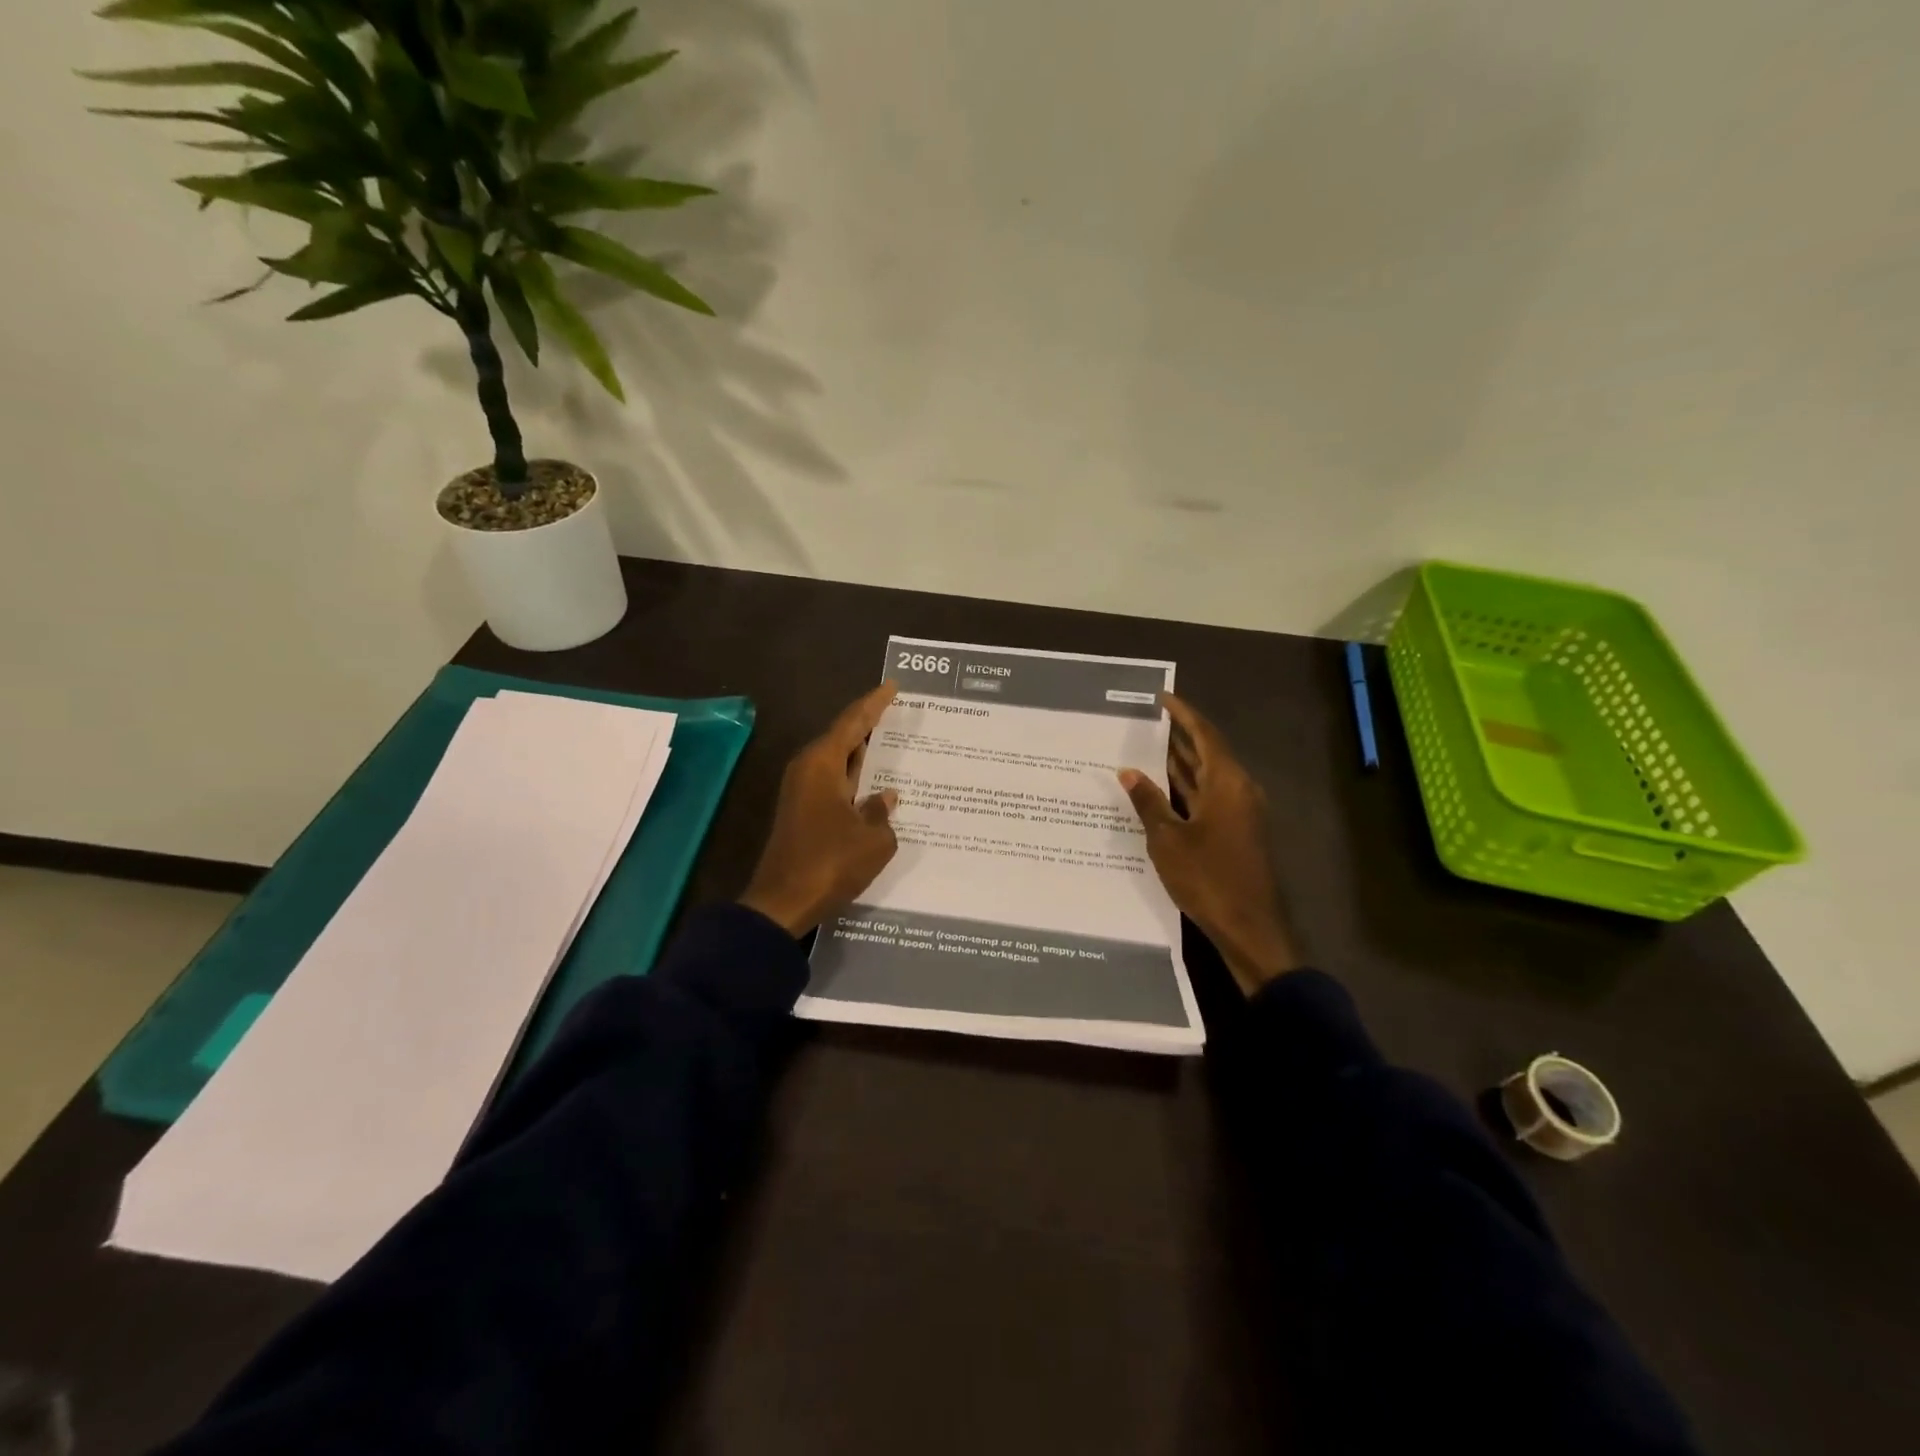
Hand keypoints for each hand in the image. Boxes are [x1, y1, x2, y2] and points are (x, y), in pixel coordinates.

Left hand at [740, 683, 900, 935]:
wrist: (783, 902)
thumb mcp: (873, 839)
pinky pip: (835, 784)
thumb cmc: (830, 863)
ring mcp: (802, 793)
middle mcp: (808, 770)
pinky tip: (877, 787)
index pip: (853, 722)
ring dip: (864, 756)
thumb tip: (884, 798)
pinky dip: (856, 780)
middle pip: (843, 738)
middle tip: (900, 714)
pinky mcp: (803, 814)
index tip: (893, 687)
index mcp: (821, 763)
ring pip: (839, 763)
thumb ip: (882, 813)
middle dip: (871, 726)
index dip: (874, 703)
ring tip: (896, 745)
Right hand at [1119, 692, 1304, 996]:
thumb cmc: (1207, 877)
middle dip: (1181, 736)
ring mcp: (1241, 812)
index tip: (1162, 698)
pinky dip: (1188, 788)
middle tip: (1150, 721)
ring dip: (1183, 763)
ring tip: (1150, 747)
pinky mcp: (1237, 832)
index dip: (1183, 715)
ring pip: (1209, 776)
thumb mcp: (1167, 839)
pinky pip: (1210, 796)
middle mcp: (1238, 790)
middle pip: (1209, 752)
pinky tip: (1164, 790)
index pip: (1204, 735)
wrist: (1248, 926)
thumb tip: (1128, 771)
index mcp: (1227, 783)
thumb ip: (1148, 801)